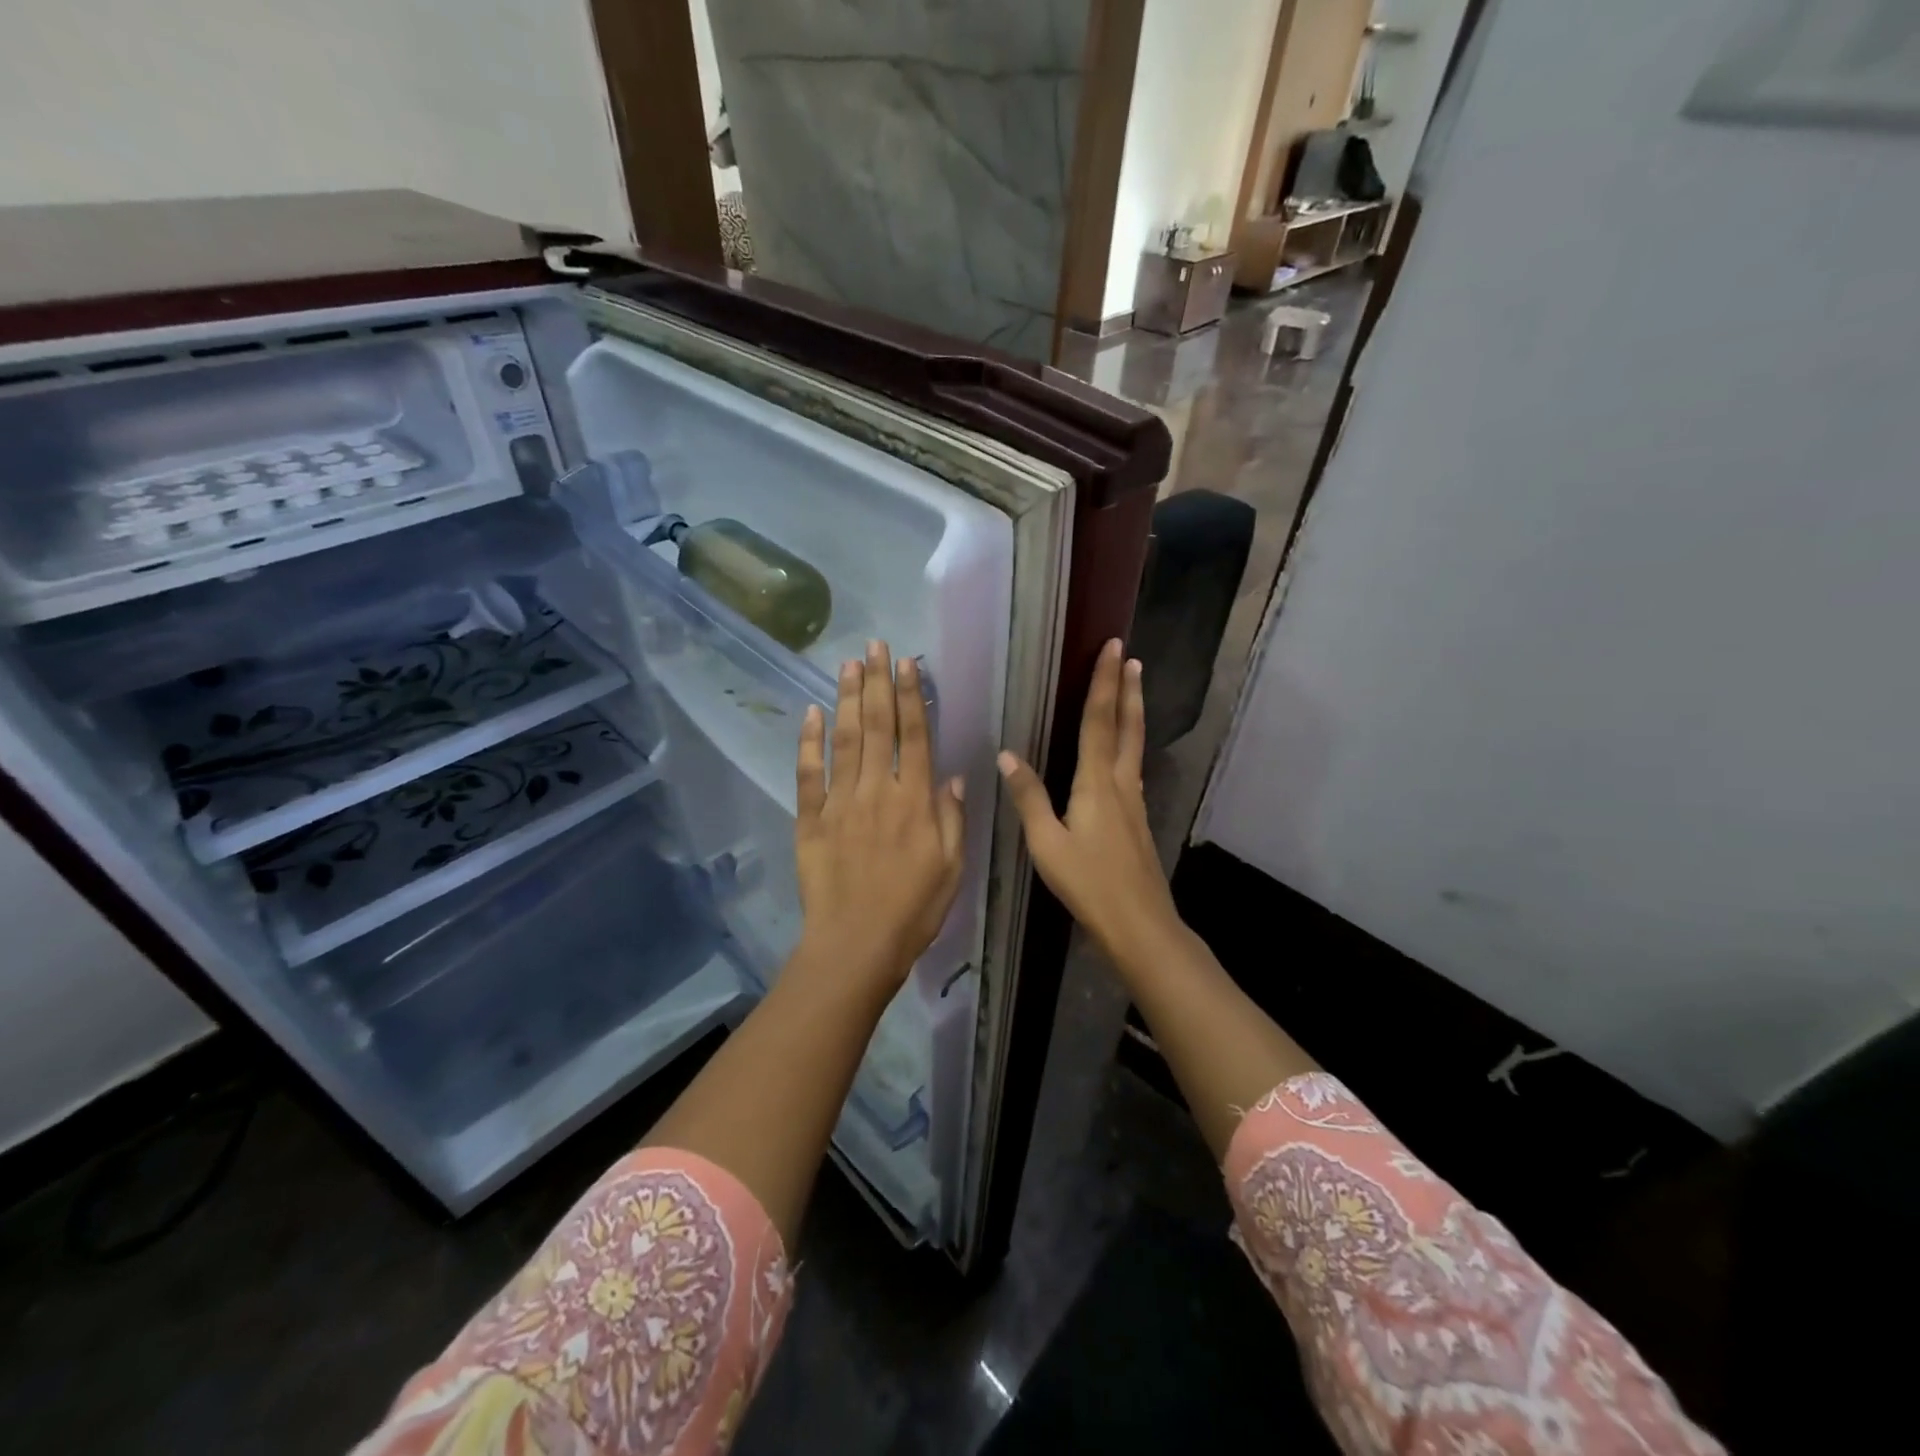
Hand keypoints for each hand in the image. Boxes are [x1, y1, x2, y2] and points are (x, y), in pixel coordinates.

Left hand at [794, 640, 966, 997]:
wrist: (856, 945)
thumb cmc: (914, 910)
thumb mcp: (952, 867)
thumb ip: (952, 817)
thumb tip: (952, 775)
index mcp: (915, 800)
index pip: (915, 736)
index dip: (911, 696)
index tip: (907, 663)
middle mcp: (877, 790)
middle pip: (876, 726)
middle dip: (877, 682)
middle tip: (875, 645)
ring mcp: (840, 802)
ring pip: (843, 740)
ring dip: (846, 698)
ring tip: (848, 664)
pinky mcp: (810, 820)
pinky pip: (808, 774)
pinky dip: (808, 742)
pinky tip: (810, 713)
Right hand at [997, 639, 1182, 969]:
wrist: (1139, 924)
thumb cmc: (1088, 884)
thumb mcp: (1047, 844)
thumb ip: (1029, 798)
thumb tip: (1007, 755)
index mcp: (1097, 783)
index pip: (1099, 721)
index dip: (1104, 683)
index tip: (1113, 649)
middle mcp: (1121, 783)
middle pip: (1126, 726)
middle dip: (1127, 689)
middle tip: (1131, 656)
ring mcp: (1134, 801)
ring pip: (1134, 745)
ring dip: (1133, 711)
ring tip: (1134, 687)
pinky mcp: (1138, 819)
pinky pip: (1132, 765)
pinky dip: (1129, 742)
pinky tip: (1123, 751)